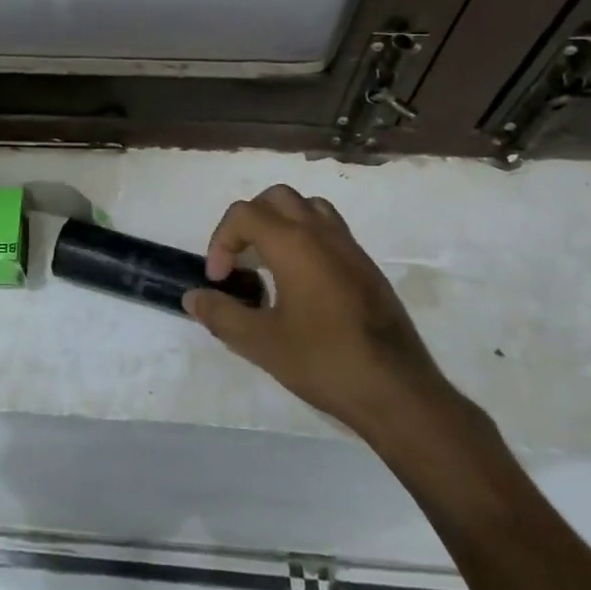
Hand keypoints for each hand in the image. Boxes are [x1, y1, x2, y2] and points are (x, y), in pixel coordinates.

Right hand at [183, 185, 475, 461]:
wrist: (397, 391)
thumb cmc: (324, 362)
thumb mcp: (261, 343)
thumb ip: (221, 314)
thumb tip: (193, 297)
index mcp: (293, 243)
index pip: (244, 214)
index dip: (221, 241)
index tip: (220, 279)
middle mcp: (321, 233)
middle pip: (276, 198)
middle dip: (249, 221)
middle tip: (240, 259)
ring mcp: (349, 247)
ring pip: (308, 207)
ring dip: (281, 222)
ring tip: (270, 261)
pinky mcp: (367, 266)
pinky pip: (330, 230)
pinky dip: (306, 237)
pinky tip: (302, 281)